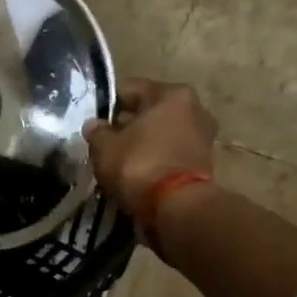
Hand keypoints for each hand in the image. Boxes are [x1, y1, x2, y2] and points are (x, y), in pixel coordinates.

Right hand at [81, 77, 219, 220]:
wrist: (176, 207)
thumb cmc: (139, 164)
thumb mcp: (105, 147)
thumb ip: (98, 132)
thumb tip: (95, 126)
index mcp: (172, 94)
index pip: (130, 89)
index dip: (108, 103)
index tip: (93, 119)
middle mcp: (194, 109)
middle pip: (150, 111)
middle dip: (128, 124)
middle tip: (105, 140)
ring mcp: (203, 137)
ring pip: (161, 133)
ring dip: (143, 143)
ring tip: (119, 159)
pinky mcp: (204, 164)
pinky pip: (170, 153)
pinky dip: (155, 159)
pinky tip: (136, 172)